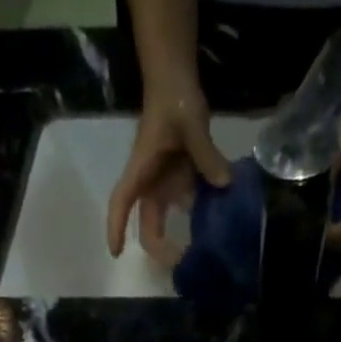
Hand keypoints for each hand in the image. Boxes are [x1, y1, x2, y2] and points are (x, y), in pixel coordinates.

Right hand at [106, 79, 231, 261]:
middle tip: (181, 262)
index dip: (116, 227)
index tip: (116, 252)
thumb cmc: (174, 98)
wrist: (175, 79)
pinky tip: (218, 224)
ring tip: (203, 251)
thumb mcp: (191, 124)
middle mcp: (150, 183)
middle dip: (161, 246)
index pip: (122, 202)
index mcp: (142, 171)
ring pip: (168, 217)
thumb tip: (224, 184)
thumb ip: (207, 155)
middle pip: (148, 223)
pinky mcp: (180, 177)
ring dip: (181, 234)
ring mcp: (165, 182)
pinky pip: (187, 202)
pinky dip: (199, 215)